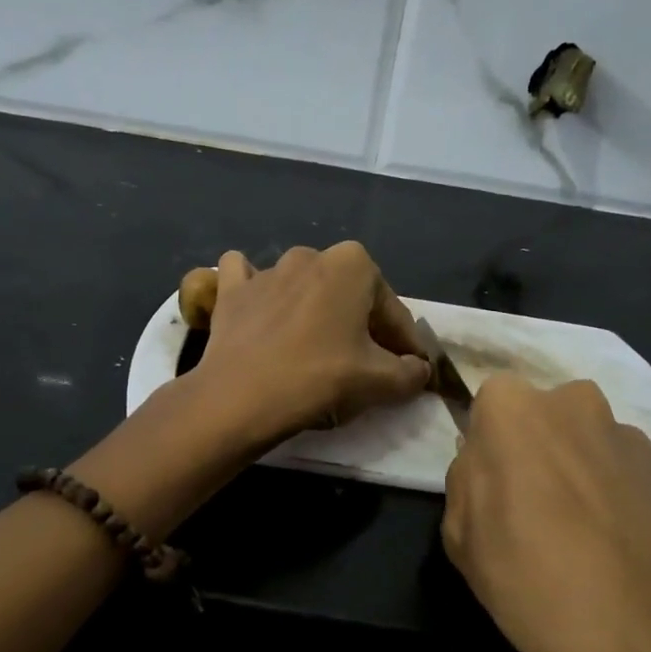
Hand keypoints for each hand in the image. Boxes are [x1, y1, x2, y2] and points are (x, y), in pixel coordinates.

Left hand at [189, 242, 431, 448]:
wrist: (241, 396)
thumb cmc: (319, 378)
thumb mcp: (380, 381)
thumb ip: (411, 372)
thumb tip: (419, 369)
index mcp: (353, 264)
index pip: (392, 310)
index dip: (404, 344)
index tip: (409, 370)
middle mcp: (311, 255)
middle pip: (348, 296)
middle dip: (361, 325)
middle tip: (365, 363)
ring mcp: (266, 269)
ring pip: (302, 286)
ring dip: (315, 310)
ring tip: (316, 349)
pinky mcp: (231, 290)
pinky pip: (247, 280)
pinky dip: (258, 293)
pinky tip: (262, 312)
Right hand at [442, 374, 650, 651]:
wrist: (642, 636)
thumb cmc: (526, 577)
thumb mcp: (459, 534)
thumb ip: (468, 480)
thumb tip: (487, 463)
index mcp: (515, 410)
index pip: (492, 401)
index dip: (490, 443)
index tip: (493, 485)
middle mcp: (579, 405)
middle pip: (550, 416)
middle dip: (542, 449)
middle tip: (537, 508)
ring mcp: (637, 440)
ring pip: (598, 446)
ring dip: (589, 474)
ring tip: (588, 539)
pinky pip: (640, 480)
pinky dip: (631, 502)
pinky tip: (627, 552)